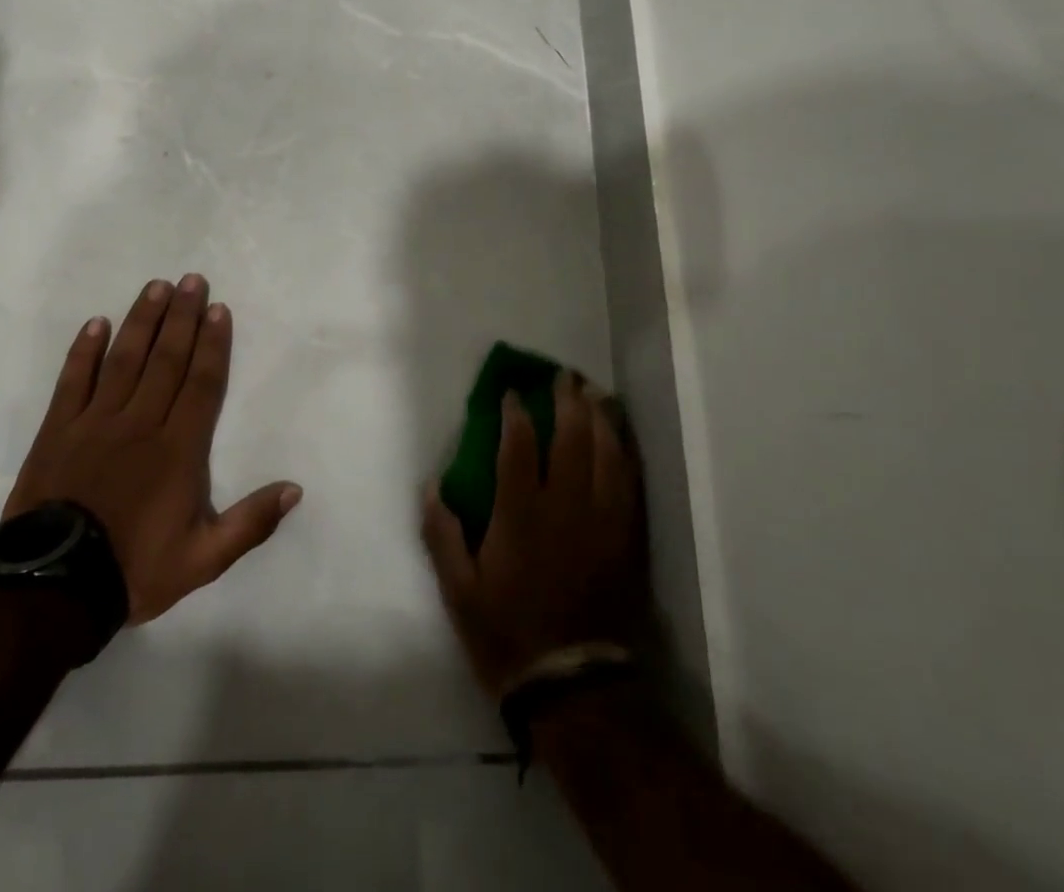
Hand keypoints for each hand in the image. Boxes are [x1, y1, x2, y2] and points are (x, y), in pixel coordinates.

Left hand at [4, 274, 301, 623]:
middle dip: (182, 317)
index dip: (213, 344)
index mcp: (179, 449)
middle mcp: (141, 423)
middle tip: (192, 281)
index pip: (202, 383)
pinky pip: (73, 381)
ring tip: (155, 287)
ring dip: (142, 321)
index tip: (219, 309)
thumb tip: (295, 489)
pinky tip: (96, 323)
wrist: (53, 590)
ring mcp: (96, 423)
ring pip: (124, 360)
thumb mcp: (203, 559)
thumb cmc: (134, 569)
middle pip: (166, 359)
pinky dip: (84, 351)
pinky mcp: (58, 430)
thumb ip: (251, 523)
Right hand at [422, 370, 646, 694]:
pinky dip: (626, 451)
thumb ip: (441, 532)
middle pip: (571, 437)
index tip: (511, 391)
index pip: (520, 445)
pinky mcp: (627, 537)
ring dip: (600, 417)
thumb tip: (432, 484)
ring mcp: (603, 520)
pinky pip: (631, 482)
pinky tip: (621, 437)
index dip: (515, 411)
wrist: (574, 687)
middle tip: (562, 376)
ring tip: (594, 393)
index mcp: (521, 513)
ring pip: (607, 452)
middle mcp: (566, 505)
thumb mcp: (458, 591)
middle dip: (566, 400)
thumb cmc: (508, 633)